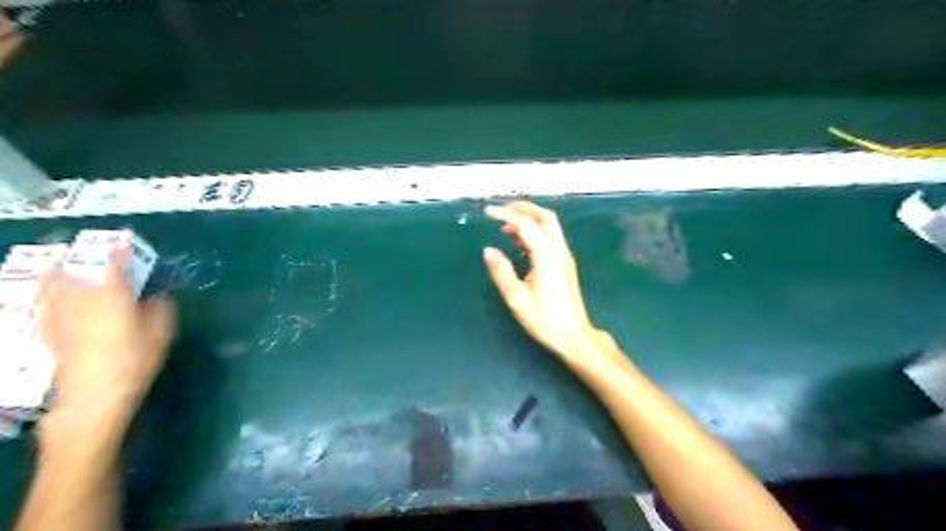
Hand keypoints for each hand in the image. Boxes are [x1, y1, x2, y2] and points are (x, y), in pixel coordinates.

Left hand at [39, 255, 175, 421]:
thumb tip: (157, 299)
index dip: (118, 255)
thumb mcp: (160, 335)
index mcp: (112, 298)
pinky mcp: (50, 336)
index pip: (114, 269)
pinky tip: (46, 303)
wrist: (95, 394)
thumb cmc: (134, 360)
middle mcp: (82, 302)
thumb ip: (160, 312)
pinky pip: (44, 311)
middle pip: (69, 276)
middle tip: (71, 253)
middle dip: (71, 263)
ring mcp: (62, 319)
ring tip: (54, 270)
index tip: (121, 245)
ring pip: (50, 291)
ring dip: (52, 279)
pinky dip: (45, 302)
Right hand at [483, 200, 609, 361]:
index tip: (488, 212)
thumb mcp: (517, 298)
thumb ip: (502, 272)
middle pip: (545, 216)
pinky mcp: (565, 263)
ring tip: (505, 226)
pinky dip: (534, 231)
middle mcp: (559, 251)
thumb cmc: (545, 320)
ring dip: (529, 219)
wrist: (574, 336)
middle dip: (523, 208)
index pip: (527, 225)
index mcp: (547, 258)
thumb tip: (489, 250)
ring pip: (550, 225)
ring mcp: (565, 257)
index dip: (507, 214)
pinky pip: (550, 237)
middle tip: (501, 210)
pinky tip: (519, 243)